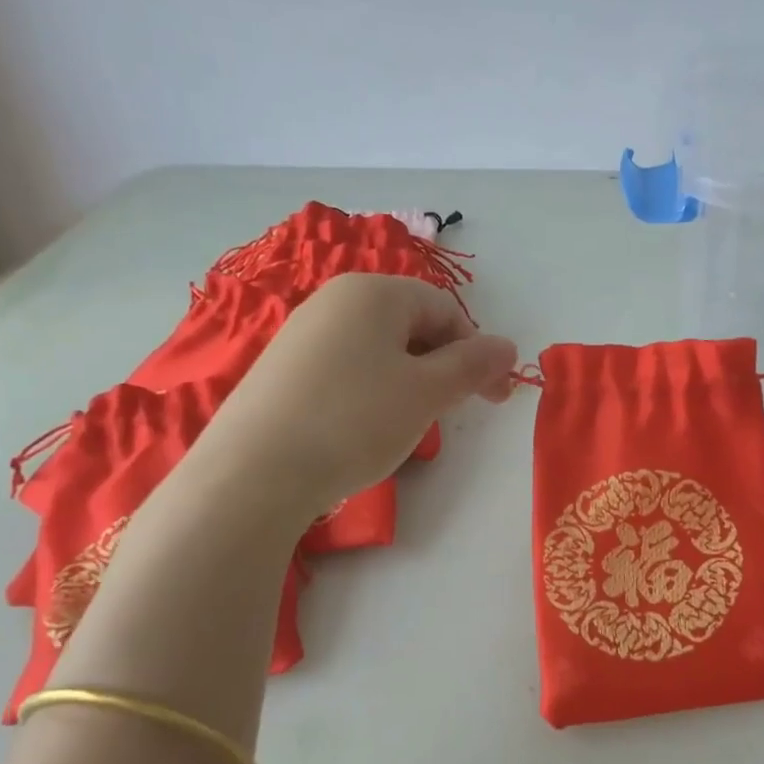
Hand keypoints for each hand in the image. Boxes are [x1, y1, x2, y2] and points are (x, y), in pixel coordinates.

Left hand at [199, 273, 517, 519]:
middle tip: (451, 413)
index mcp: (374, 292)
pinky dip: (371, 393)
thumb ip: (473, 365)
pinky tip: (363, 429)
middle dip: (443, 367)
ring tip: (407, 425)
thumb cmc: (355, 419)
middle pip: (411, 326)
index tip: (494, 398)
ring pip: (379, 350)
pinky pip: (346, 369)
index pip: (445, 310)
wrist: (255, 472)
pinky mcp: (282, 370)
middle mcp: (335, 301)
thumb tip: (508, 346)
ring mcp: (303, 334)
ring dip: (409, 383)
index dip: (477, 352)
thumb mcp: (427, 392)